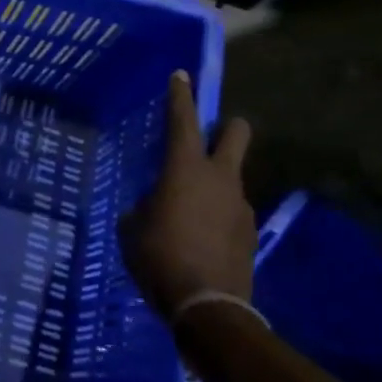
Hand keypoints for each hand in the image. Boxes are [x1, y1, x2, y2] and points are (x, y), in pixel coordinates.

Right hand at [120, 69, 254, 314]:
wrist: (207, 305)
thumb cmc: (158, 258)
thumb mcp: (132, 228)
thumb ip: (143, 207)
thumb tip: (153, 206)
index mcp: (185, 170)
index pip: (183, 121)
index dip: (180, 96)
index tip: (182, 76)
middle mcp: (220, 178)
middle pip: (236, 134)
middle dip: (226, 127)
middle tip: (208, 137)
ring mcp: (240, 204)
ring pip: (231, 177)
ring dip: (214, 182)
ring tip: (189, 211)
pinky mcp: (249, 231)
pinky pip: (231, 210)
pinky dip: (217, 214)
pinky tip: (200, 238)